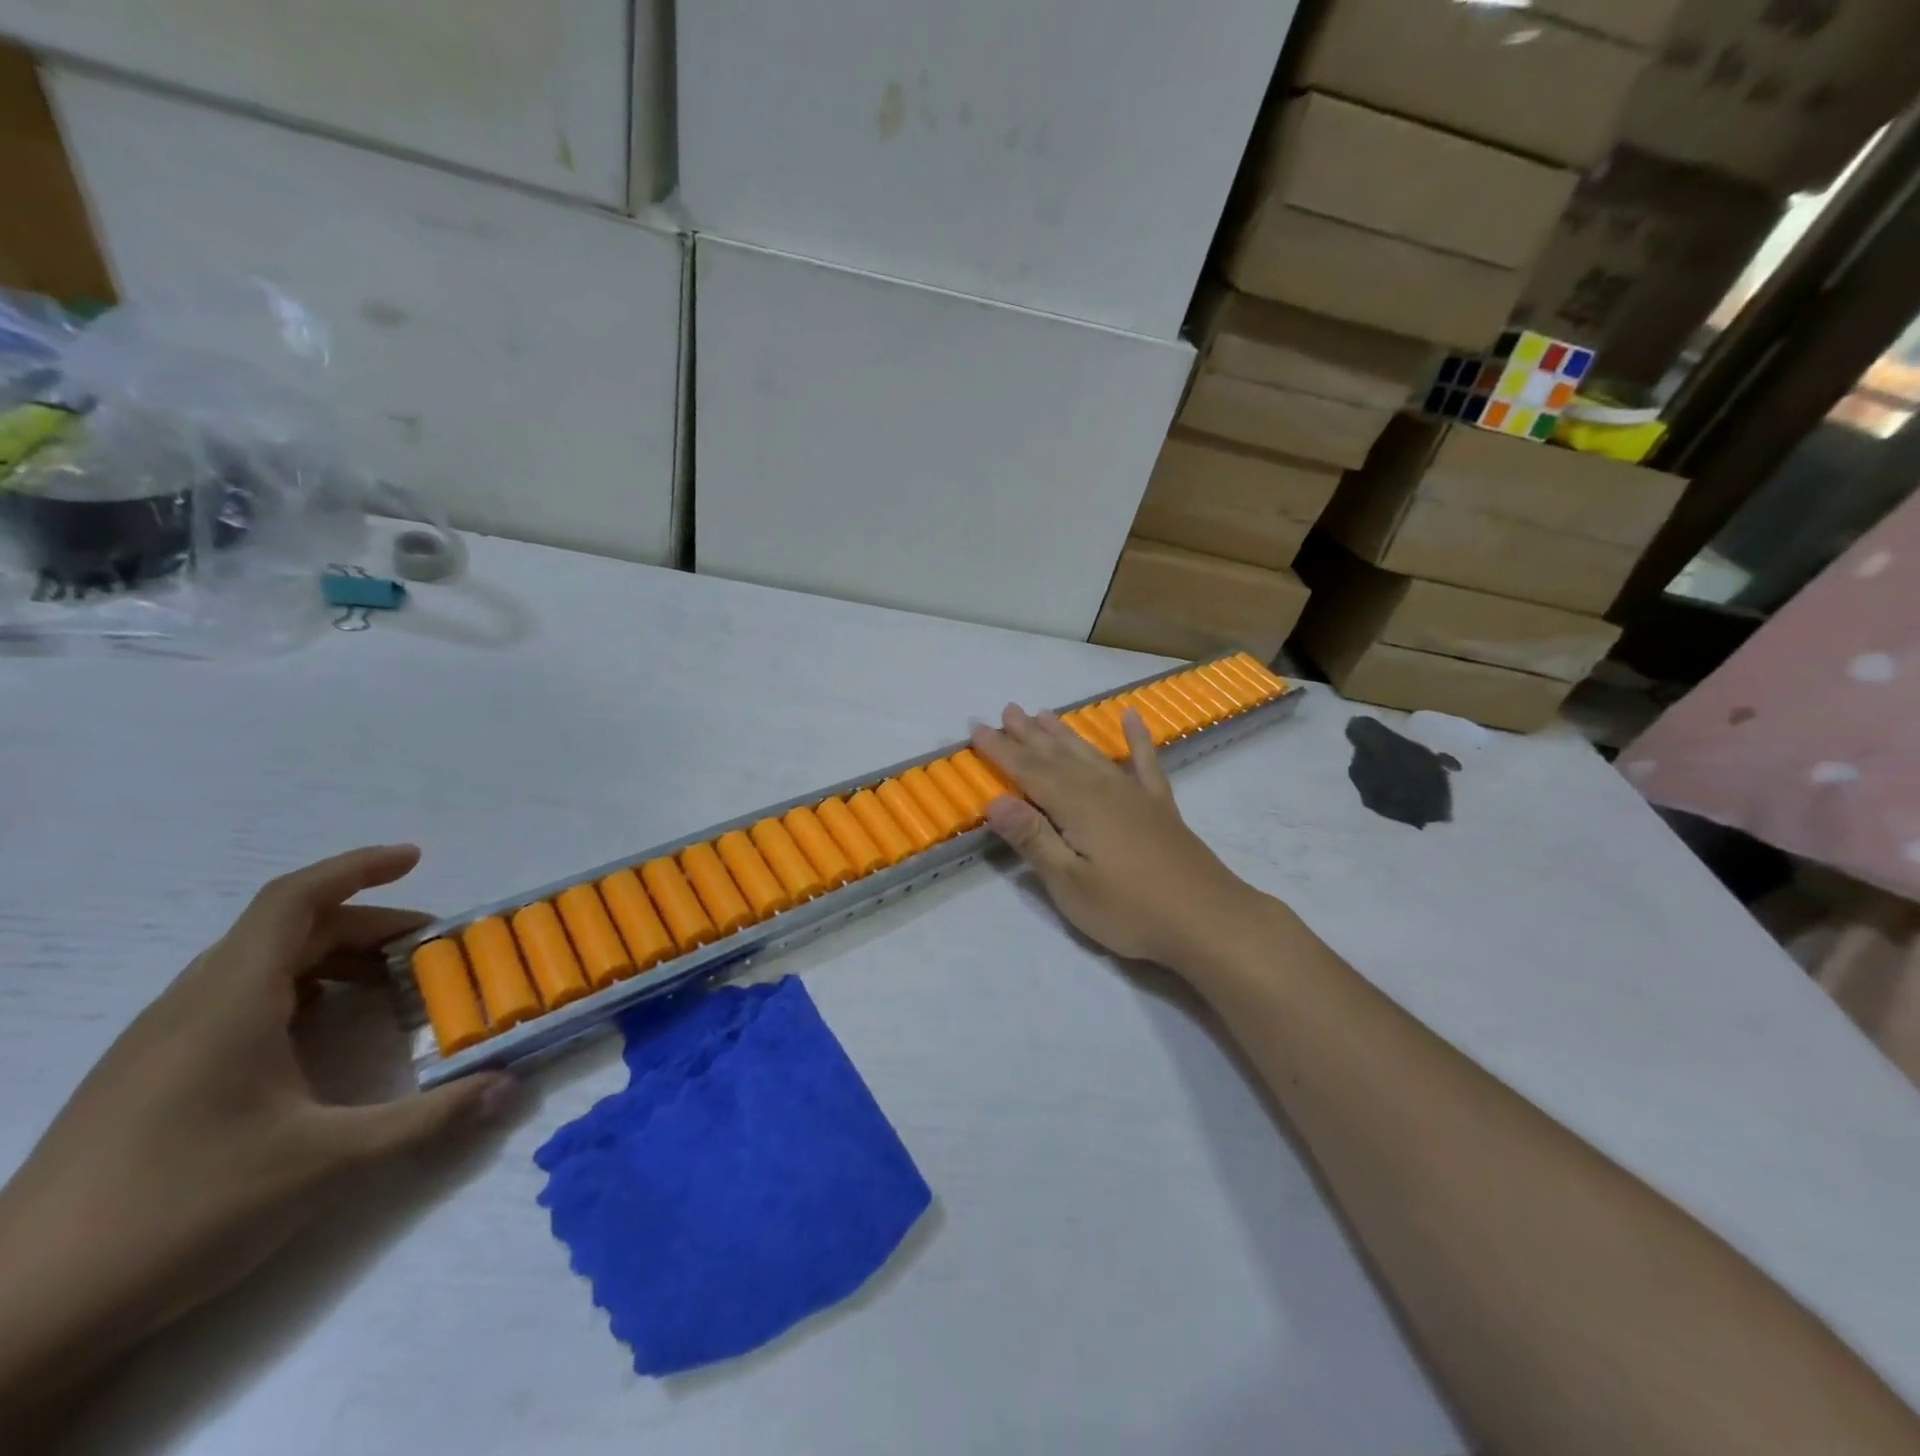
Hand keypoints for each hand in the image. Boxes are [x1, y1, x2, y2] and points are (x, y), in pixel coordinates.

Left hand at [0, 846, 508, 1428]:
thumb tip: (509, 1087)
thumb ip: (428, 1119)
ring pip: (257, 966)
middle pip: (286, 932)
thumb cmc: (182, 1212)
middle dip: (366, 926)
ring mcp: (159, 1043)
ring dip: (330, 960)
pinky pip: (233, 1002)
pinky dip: (295, 994)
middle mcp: (189, 1007)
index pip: (294, 901)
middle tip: (429, 950)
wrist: (17, 1320)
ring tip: (386, 990)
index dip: (357, 868)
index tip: (415, 858)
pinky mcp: (146, 1078)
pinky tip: (320, 1038)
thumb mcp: (328, 1163)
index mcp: (228, 1004)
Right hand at [970, 705, 1272, 973]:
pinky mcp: (1160, 807)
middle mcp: (1104, 790)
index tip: (977, 730)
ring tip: (1044, 714)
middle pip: (1058, 756)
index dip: (1001, 751)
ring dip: (1065, 734)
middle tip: (1007, 710)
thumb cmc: (1130, 909)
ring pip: (1091, 754)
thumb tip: (994, 801)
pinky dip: (1137, 738)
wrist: (1208, 919)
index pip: (1029, 772)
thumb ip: (1034, 839)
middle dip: (1028, 735)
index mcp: (1077, 807)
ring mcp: (1135, 795)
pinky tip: (1132, 717)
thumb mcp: (1071, 884)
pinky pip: (1145, 762)